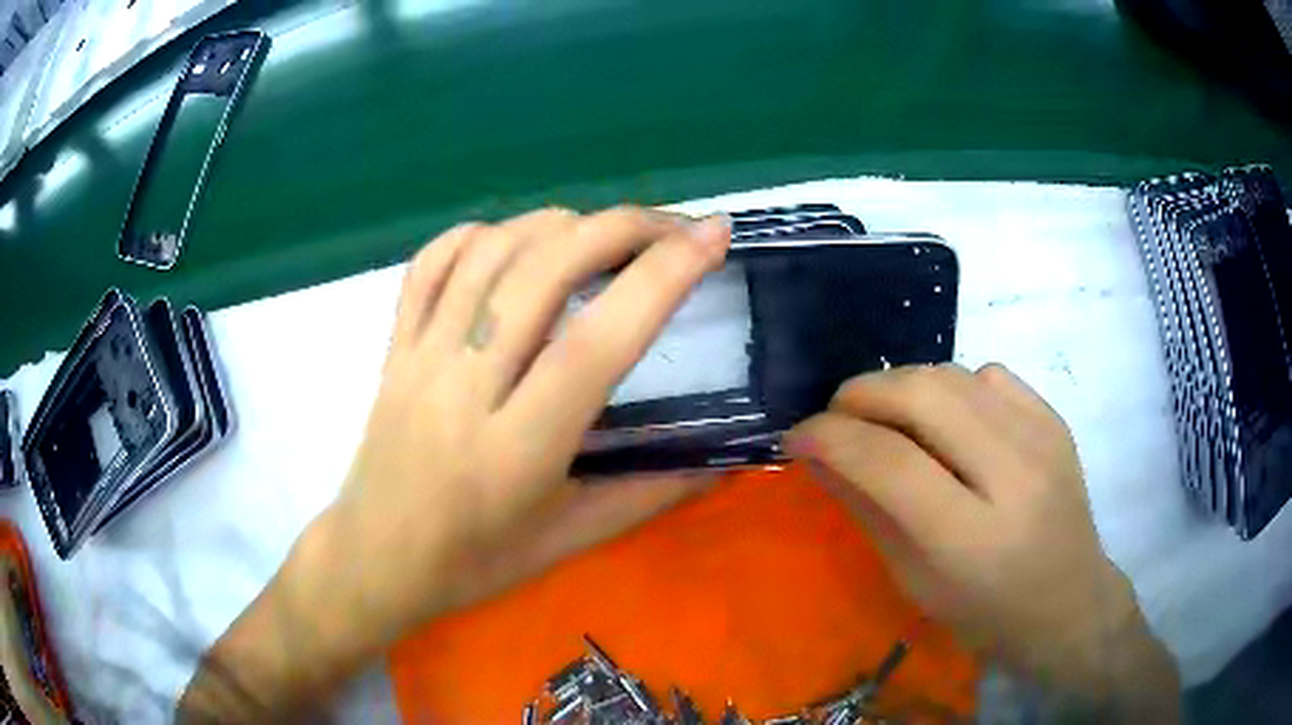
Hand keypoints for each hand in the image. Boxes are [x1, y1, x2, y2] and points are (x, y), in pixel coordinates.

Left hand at [179, 207, 729, 722]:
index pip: (596, 344)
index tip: (712, 236)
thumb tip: (727, 454)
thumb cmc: (474, 563)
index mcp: (517, 451)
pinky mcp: (393, 347)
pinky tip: (515, 240)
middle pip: (541, 273)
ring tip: (604, 232)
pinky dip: (479, 234)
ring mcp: (419, 359)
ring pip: (488, 254)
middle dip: (620, 228)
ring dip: (558, 223)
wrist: (375, 560)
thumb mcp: (571, 541)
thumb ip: (651, 493)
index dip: (662, 278)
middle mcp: (463, 389)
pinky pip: (429, 265)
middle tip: (672, 226)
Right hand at [785, 364, 1178, 716]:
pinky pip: (987, 374)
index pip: (887, 462)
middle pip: (921, 395)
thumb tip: (815, 453)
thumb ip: (866, 509)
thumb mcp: (914, 581)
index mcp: (970, 539)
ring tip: (883, 417)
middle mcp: (1012, 475)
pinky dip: (950, 387)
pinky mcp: (1054, 418)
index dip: (828, 436)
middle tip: (834, 416)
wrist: (1069, 602)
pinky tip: (946, 420)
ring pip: (951, 373)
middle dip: (860, 394)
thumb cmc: (985, 613)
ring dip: (900, 385)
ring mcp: (1041, 438)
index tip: (795, 436)